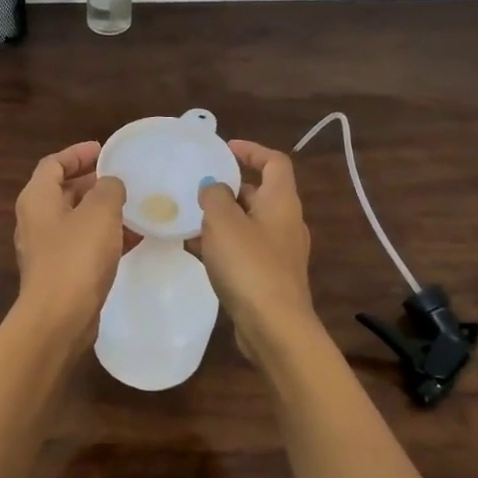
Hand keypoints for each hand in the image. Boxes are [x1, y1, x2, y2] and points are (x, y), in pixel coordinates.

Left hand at [13, 141, 126, 347]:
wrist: (59, 318)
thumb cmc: (76, 256)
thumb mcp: (99, 212)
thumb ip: (108, 189)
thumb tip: (110, 184)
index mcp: (37, 198)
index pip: (53, 164)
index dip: (77, 154)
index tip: (103, 150)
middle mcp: (36, 220)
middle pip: (63, 191)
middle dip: (92, 182)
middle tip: (122, 178)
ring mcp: (47, 249)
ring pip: (76, 220)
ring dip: (102, 211)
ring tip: (134, 206)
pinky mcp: (60, 273)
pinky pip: (83, 245)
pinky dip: (105, 237)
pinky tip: (133, 239)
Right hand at [195, 140, 322, 369]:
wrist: (274, 327)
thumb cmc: (249, 265)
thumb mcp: (223, 221)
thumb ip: (214, 196)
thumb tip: (213, 186)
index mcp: (282, 201)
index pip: (275, 162)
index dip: (251, 150)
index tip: (224, 149)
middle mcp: (286, 222)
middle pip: (260, 193)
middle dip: (230, 188)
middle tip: (197, 187)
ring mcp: (280, 252)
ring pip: (249, 223)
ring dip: (223, 218)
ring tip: (190, 218)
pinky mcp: (270, 277)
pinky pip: (245, 249)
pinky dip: (224, 244)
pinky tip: (197, 251)